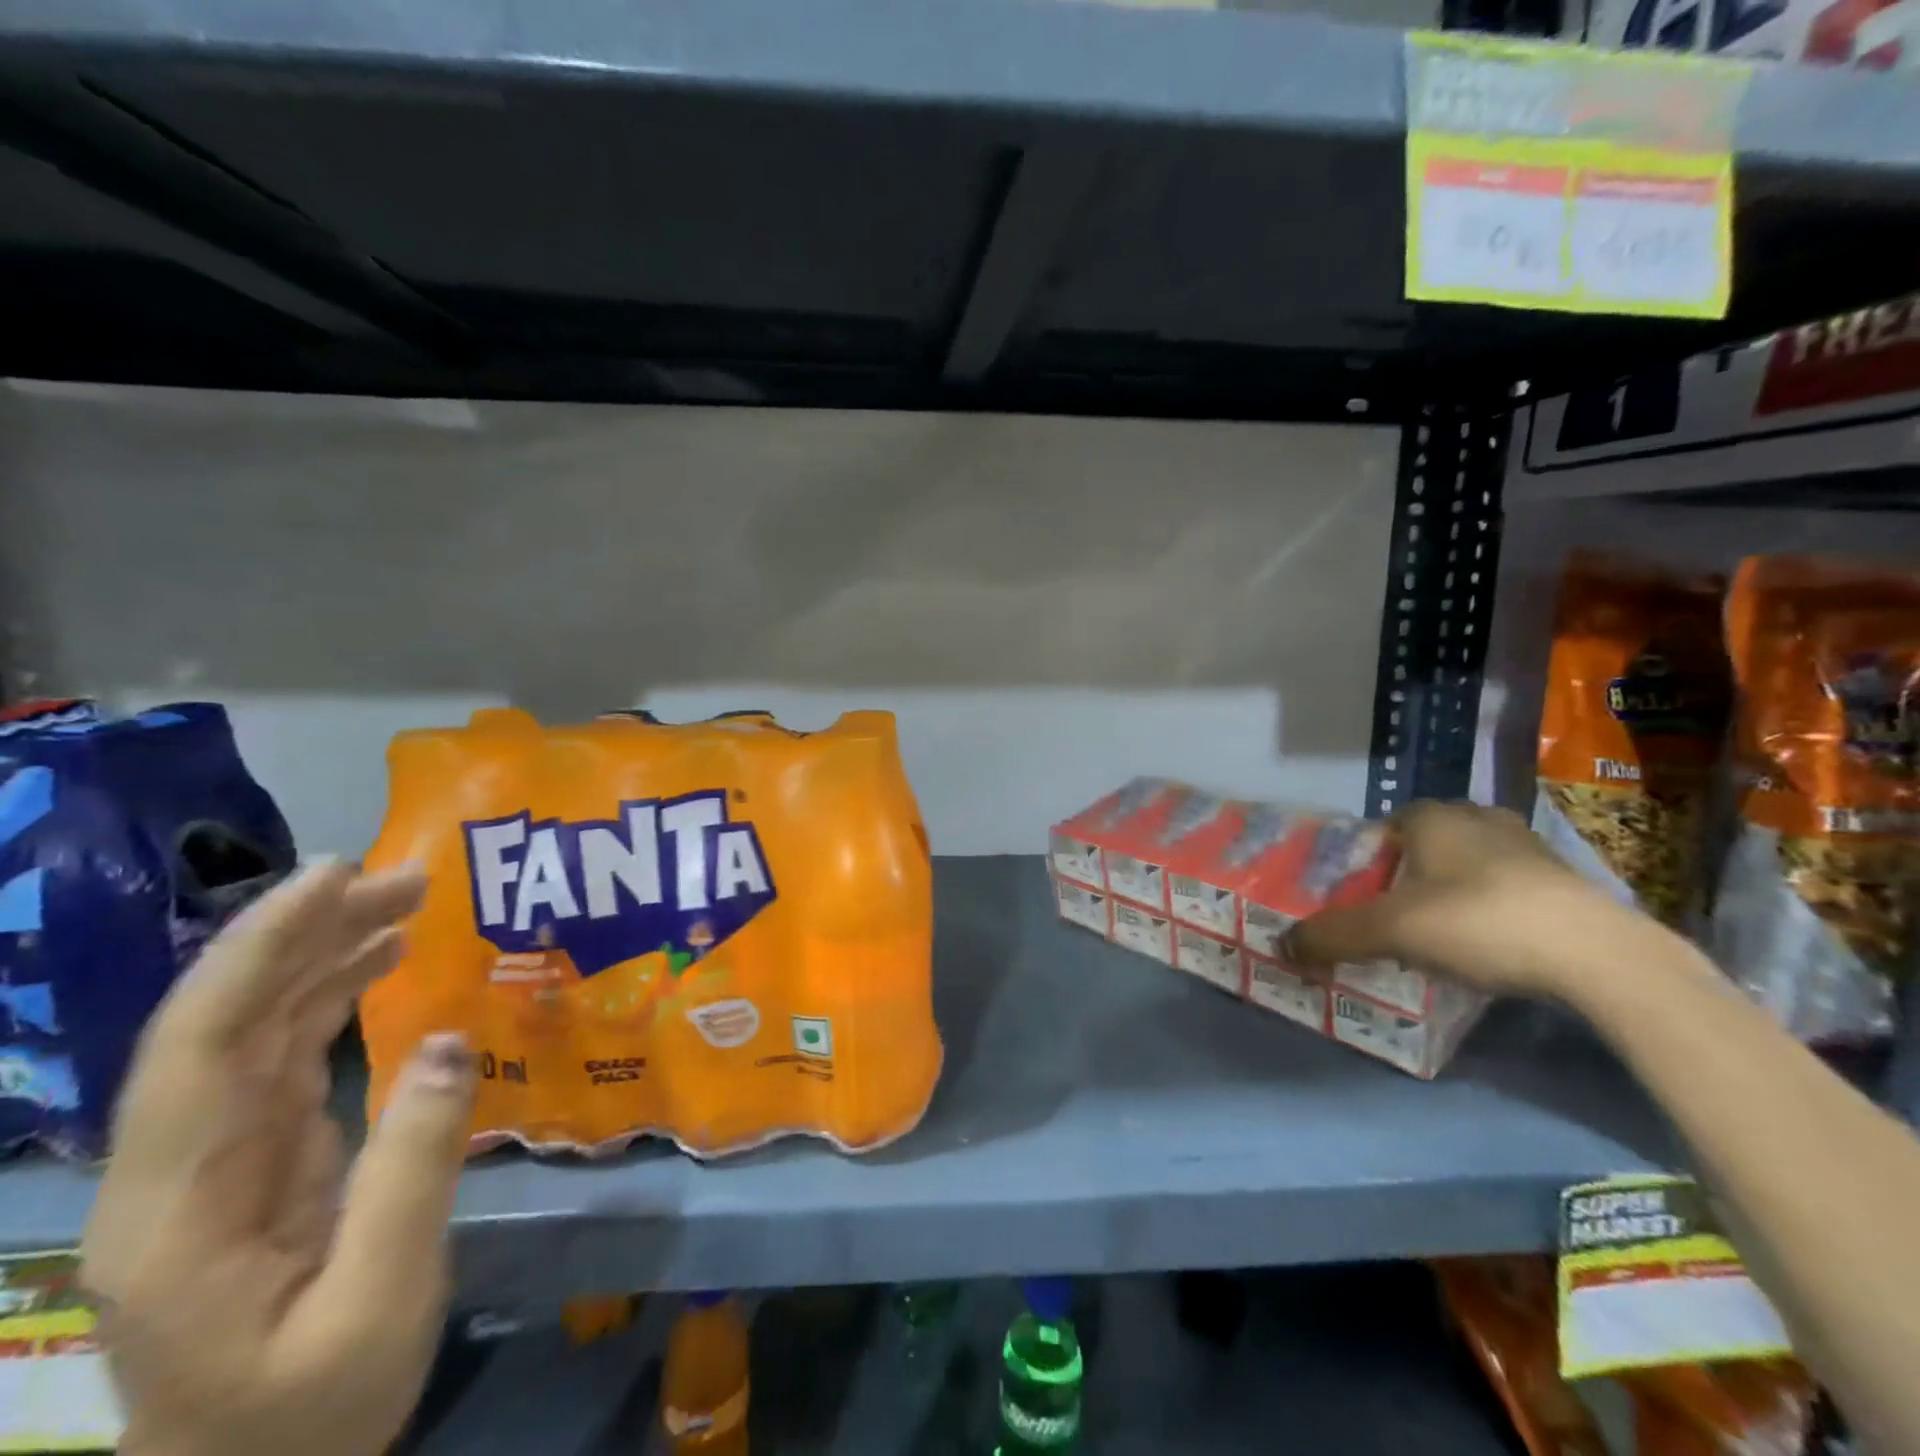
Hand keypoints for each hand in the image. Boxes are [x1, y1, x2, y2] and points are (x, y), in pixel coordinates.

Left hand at [80, 861, 477, 1455]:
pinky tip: (380, 960)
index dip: (258, 950)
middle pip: (226, 1019)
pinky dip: (333, 992)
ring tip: (404, 899)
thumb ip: (411, 1169)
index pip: (202, 1045)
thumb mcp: (380, 1299)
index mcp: (177, 1206)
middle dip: (304, 932)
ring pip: (258, 1025)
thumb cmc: (310, 1410)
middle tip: (402, 876)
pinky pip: (288, 1050)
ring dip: (323, 952)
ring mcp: (217, 1157)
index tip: (333, 878)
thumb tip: (450, 1042)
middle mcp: (178, 1164)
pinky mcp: (259, 1155)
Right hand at [1287, 800, 1645, 999]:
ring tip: (1442, 931)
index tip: (1365, 891)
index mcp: (1434, 817)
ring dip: (1455, 887)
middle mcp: (1481, 819)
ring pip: (1473, 862)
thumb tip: (1280, 945)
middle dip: (1412, 870)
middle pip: (1430, 841)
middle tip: (1398, 911)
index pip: (1388, 823)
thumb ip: (1331, 936)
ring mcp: (1531, 847)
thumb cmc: (1478, 922)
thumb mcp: (1388, 932)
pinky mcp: (1569, 881)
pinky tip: (1492, 943)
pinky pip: (1512, 885)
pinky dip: (1495, 906)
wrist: (1599, 958)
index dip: (1372, 855)